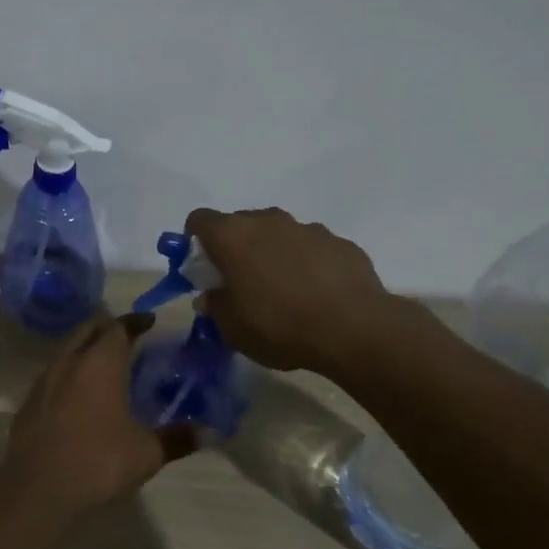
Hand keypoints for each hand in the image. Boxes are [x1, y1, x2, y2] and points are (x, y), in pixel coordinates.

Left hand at [2, 314, 196, 521]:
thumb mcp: (146, 454)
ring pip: (68, 351)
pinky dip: (70, 374)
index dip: (135, 321)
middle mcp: (69, 361)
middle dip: (108, 328)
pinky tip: (79, 396)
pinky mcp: (28, 402)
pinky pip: (53, 375)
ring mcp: (44, 380)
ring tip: (106, 367)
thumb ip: (176, 439)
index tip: (149, 321)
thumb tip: (205, 433)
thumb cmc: (97, 461)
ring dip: (86, 350)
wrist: (36, 488)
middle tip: (128, 338)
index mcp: (100, 363)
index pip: (118, 327)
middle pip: (89, 330)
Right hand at [186, 207, 408, 373]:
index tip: (202, 267)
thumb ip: (216, 306)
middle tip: (240, 282)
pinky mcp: (340, 242)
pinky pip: (312, 248)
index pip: (199, 219)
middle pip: (240, 224)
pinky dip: (307, 264)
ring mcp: (307, 228)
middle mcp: (268, 221)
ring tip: (283, 291)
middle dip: (235, 248)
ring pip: (278, 234)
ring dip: (273, 254)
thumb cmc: (278, 325)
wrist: (353, 329)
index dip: (194, 240)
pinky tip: (316, 295)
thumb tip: (211, 296)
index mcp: (233, 236)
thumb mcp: (232, 328)